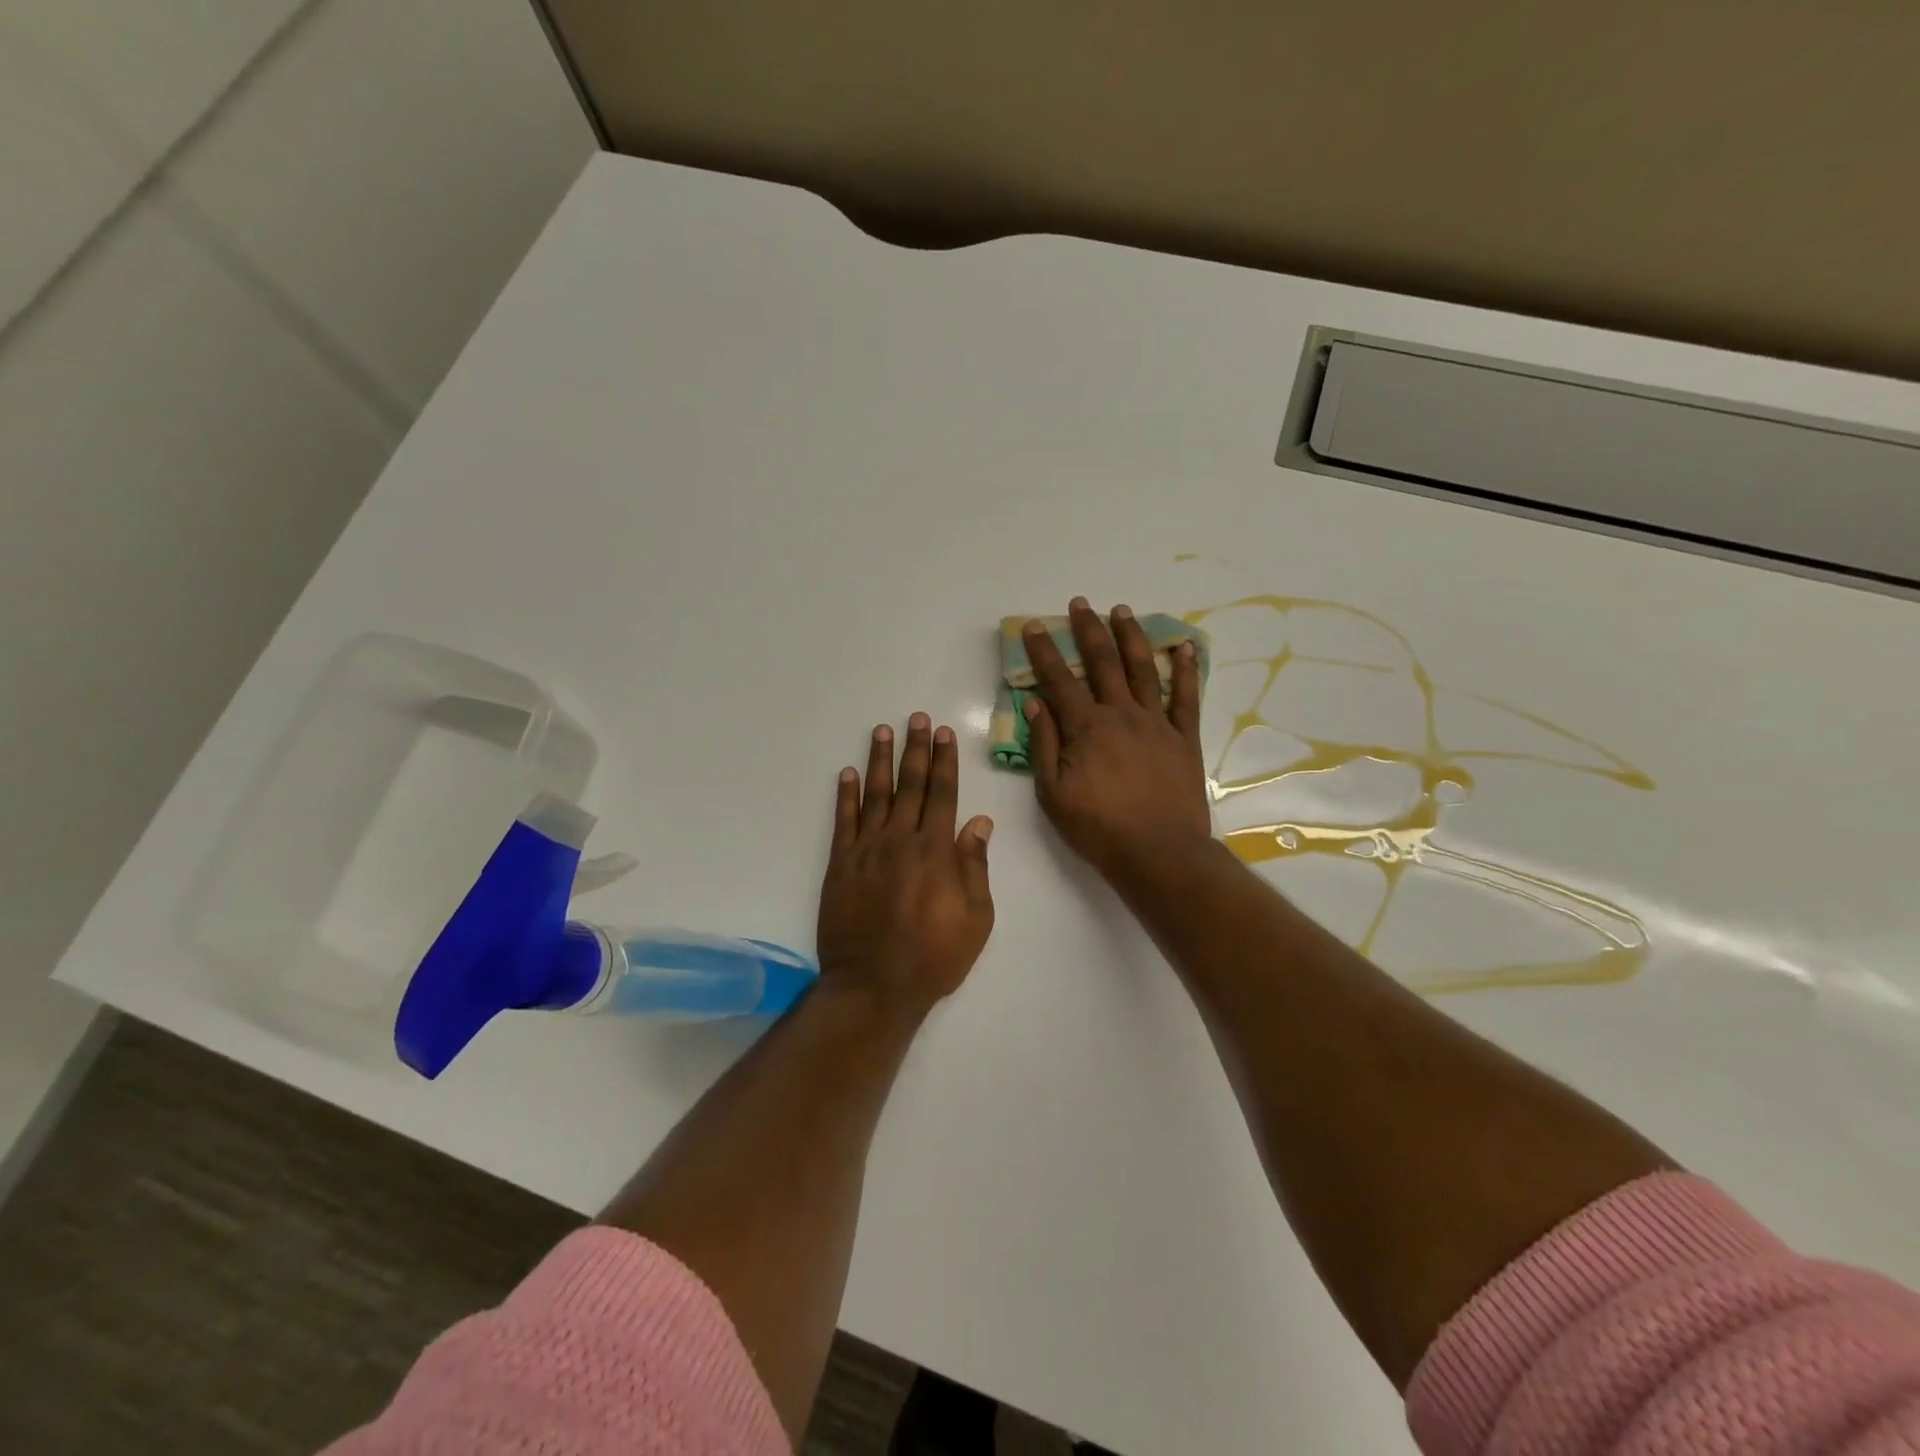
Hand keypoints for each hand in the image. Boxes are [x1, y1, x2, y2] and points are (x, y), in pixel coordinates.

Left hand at [816, 713, 995, 1018]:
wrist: (874, 985)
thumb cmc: (933, 957)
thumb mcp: (976, 918)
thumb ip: (975, 866)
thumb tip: (979, 821)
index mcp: (936, 851)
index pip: (943, 794)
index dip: (944, 761)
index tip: (943, 734)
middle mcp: (901, 840)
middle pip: (910, 785)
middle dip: (915, 749)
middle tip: (916, 718)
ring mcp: (867, 850)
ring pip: (875, 794)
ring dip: (879, 761)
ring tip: (882, 731)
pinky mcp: (840, 865)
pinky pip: (843, 821)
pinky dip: (845, 795)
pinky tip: (846, 774)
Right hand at [1023, 598, 1211, 881]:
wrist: (1159, 853)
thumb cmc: (1099, 828)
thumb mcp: (1053, 793)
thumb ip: (1044, 746)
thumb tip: (1035, 704)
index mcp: (1086, 728)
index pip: (1058, 681)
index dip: (1044, 652)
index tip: (1033, 626)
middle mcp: (1121, 714)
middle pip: (1102, 663)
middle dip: (1088, 630)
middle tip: (1080, 604)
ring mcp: (1156, 723)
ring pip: (1143, 669)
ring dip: (1131, 637)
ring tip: (1122, 611)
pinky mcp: (1183, 738)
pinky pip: (1186, 697)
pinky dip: (1186, 670)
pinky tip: (1183, 647)